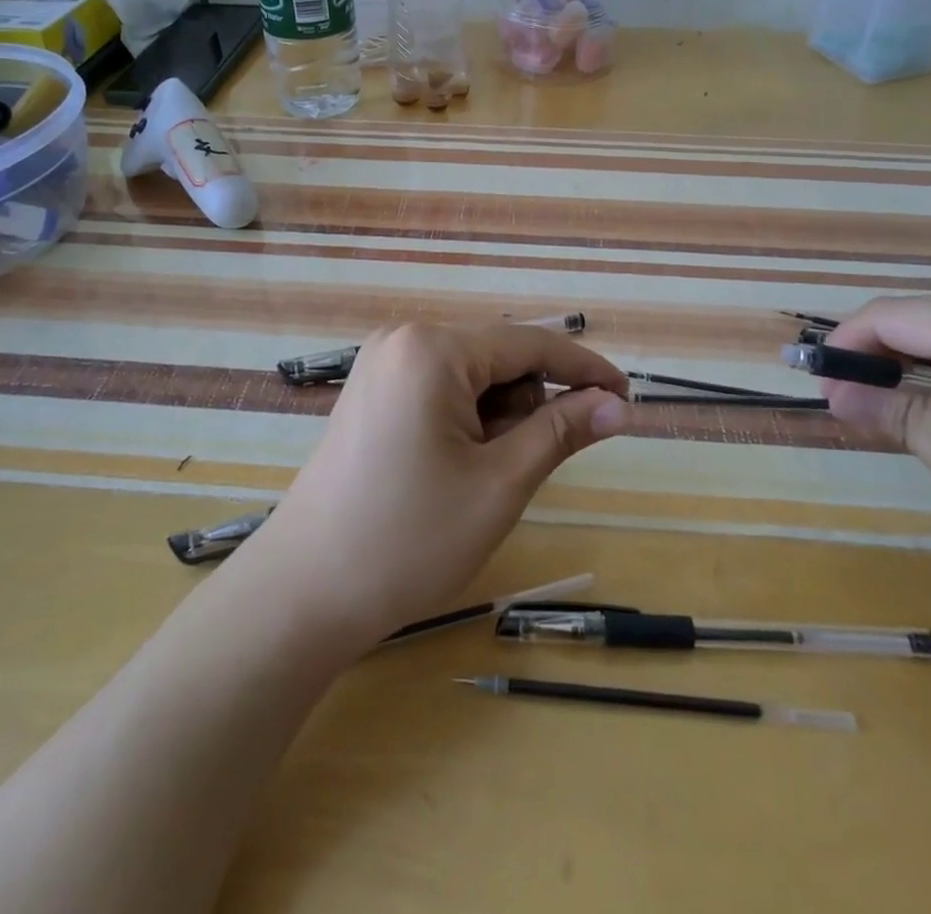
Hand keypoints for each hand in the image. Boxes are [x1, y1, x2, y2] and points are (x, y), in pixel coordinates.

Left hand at [231, 323, 629, 648]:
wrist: (304, 591)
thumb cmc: (409, 539)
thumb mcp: (499, 484)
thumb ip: (561, 432)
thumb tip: (616, 404)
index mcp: (432, 348)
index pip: (529, 343)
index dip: (584, 369)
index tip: (626, 396)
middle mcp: (404, 339)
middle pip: (497, 357)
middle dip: (528, 404)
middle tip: (520, 468)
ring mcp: (381, 363)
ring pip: (471, 375)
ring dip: (497, 416)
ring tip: (480, 476)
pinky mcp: (371, 391)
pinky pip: (440, 387)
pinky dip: (467, 418)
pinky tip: (455, 466)